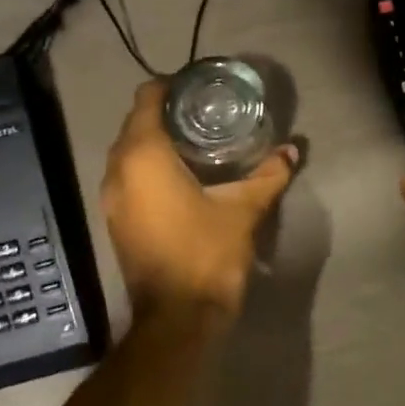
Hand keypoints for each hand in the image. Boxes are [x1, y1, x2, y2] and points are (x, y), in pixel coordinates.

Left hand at [102, 81, 297, 320]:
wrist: (177, 318)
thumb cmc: (207, 255)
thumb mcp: (243, 211)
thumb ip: (268, 176)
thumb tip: (293, 149)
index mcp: (142, 157)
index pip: (146, 99)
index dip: (171, 87)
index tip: (200, 89)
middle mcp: (117, 171)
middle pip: (135, 125)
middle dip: (165, 114)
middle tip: (205, 114)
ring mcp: (111, 199)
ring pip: (128, 154)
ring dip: (155, 143)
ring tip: (196, 143)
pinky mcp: (116, 221)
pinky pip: (128, 179)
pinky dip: (148, 169)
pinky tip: (181, 178)